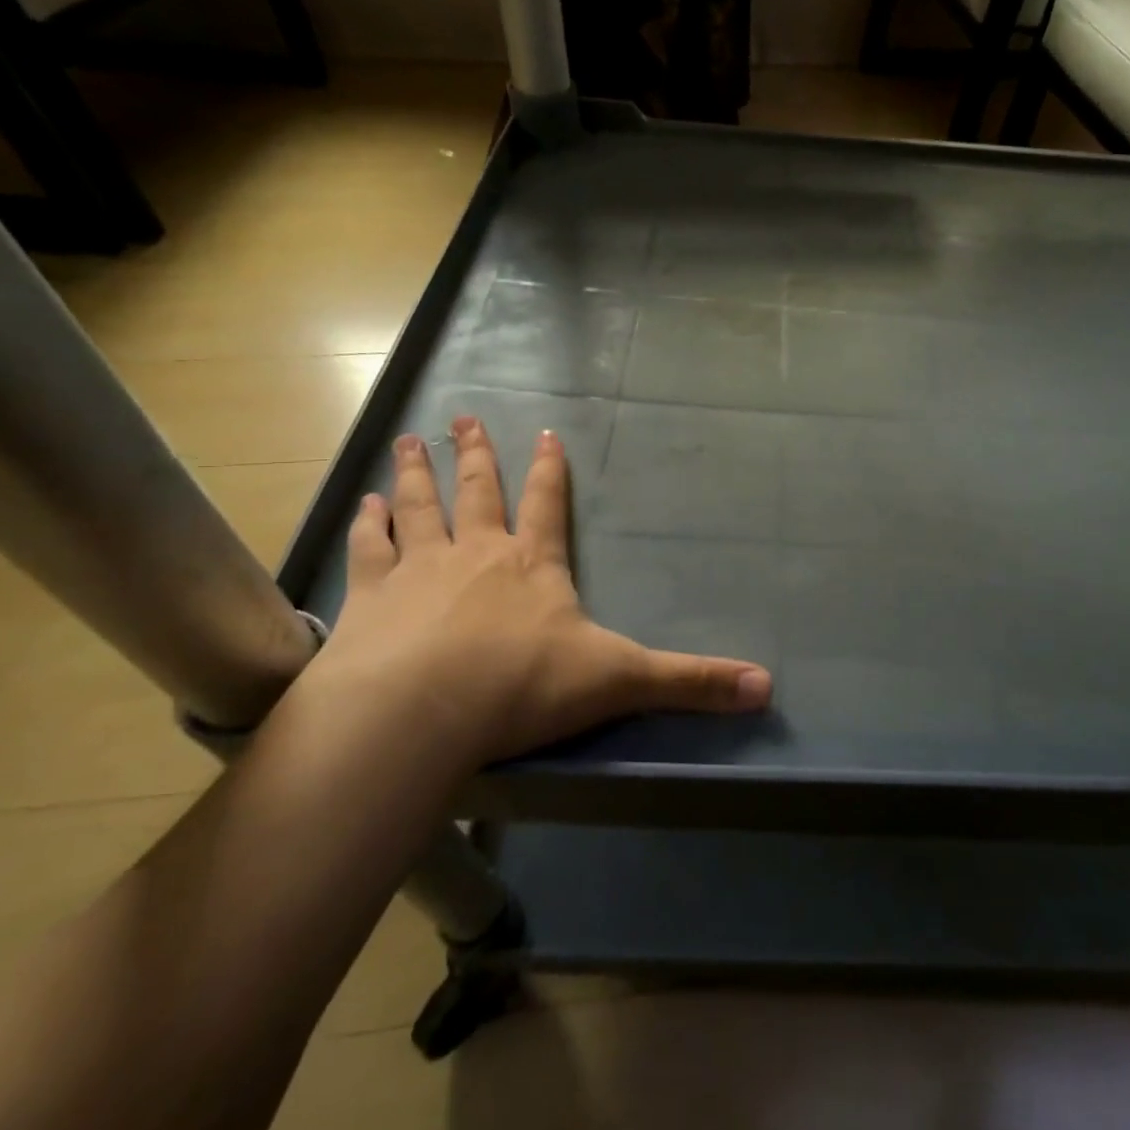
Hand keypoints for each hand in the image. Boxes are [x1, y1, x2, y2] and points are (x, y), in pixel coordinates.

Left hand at [304, 417, 770, 770]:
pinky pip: (369, 550)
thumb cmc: (524, 687)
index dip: (551, 470)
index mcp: (533, 565)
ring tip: (407, 442)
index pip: (548, 504)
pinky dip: (367, 526)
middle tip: (463, 417)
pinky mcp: (370, 599)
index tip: (545, 433)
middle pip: (478, 491)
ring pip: (419, 507)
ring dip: (414, 474)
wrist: (420, 711)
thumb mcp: (620, 681)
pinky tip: (362, 506)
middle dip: (475, 454)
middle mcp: (476, 554)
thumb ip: (690, 682)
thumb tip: (767, 686)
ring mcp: (419, 570)